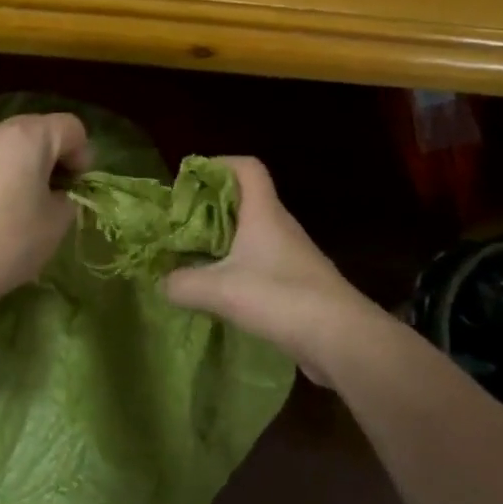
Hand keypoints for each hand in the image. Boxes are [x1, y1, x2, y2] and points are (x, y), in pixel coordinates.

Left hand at [0, 112, 92, 308]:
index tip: (77, 188)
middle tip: (54, 193)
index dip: (83, 154)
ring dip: (21, 167)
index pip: (70, 127)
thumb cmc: (9, 242)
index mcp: (27, 137)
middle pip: (35, 130)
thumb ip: (66, 199)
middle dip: (51, 157)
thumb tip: (56, 194)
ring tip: (22, 205)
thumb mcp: (56, 223)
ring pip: (4, 148)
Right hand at [163, 157, 371, 382]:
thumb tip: (161, 282)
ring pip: (251, 235)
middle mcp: (280, 227)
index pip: (247, 167)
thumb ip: (182, 283)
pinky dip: (235, 269)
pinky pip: (259, 264)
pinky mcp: (295, 284)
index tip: (189, 179)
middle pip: (244, 201)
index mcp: (264, 213)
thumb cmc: (280, 298)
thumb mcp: (220, 290)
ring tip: (190, 258)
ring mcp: (291, 256)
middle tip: (179, 224)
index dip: (219, 164)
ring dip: (221, 241)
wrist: (341, 339)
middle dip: (210, 207)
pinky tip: (217, 291)